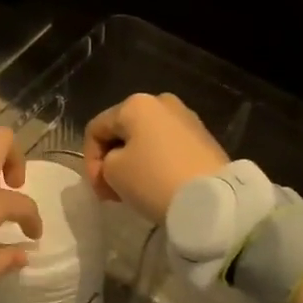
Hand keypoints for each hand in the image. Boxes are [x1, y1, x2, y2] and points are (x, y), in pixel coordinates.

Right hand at [83, 93, 228, 222]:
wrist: (212, 200)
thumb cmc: (154, 180)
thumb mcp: (113, 172)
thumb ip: (104, 163)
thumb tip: (115, 164)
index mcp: (136, 104)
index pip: (96, 129)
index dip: (89, 160)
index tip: (98, 188)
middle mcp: (162, 102)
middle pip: (123, 131)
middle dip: (112, 161)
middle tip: (111, 191)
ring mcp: (186, 118)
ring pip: (146, 140)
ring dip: (134, 163)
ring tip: (134, 191)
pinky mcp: (204, 138)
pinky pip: (168, 148)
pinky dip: (157, 164)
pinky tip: (157, 186)